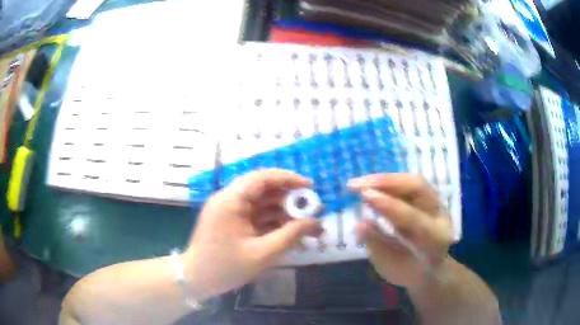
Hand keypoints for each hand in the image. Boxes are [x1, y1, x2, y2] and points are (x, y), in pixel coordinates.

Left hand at [182, 169, 322, 299]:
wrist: (197, 280)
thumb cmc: (225, 267)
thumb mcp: (262, 253)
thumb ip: (290, 235)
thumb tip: (316, 222)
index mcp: (231, 200)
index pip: (261, 177)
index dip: (288, 178)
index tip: (310, 186)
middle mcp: (229, 200)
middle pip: (263, 189)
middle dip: (288, 198)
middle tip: (311, 208)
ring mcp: (230, 211)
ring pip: (262, 203)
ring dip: (283, 211)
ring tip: (305, 223)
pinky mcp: (232, 222)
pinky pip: (256, 216)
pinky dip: (273, 222)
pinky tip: (289, 231)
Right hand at [348, 173, 452, 288]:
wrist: (429, 271)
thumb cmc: (407, 272)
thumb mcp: (390, 266)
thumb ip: (377, 245)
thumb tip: (359, 225)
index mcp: (434, 239)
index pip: (413, 217)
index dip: (389, 205)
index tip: (364, 195)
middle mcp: (440, 216)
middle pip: (418, 187)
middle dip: (387, 182)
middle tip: (356, 185)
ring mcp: (436, 204)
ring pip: (413, 181)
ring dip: (384, 179)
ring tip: (358, 183)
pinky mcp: (428, 198)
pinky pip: (408, 184)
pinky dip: (387, 183)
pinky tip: (370, 186)